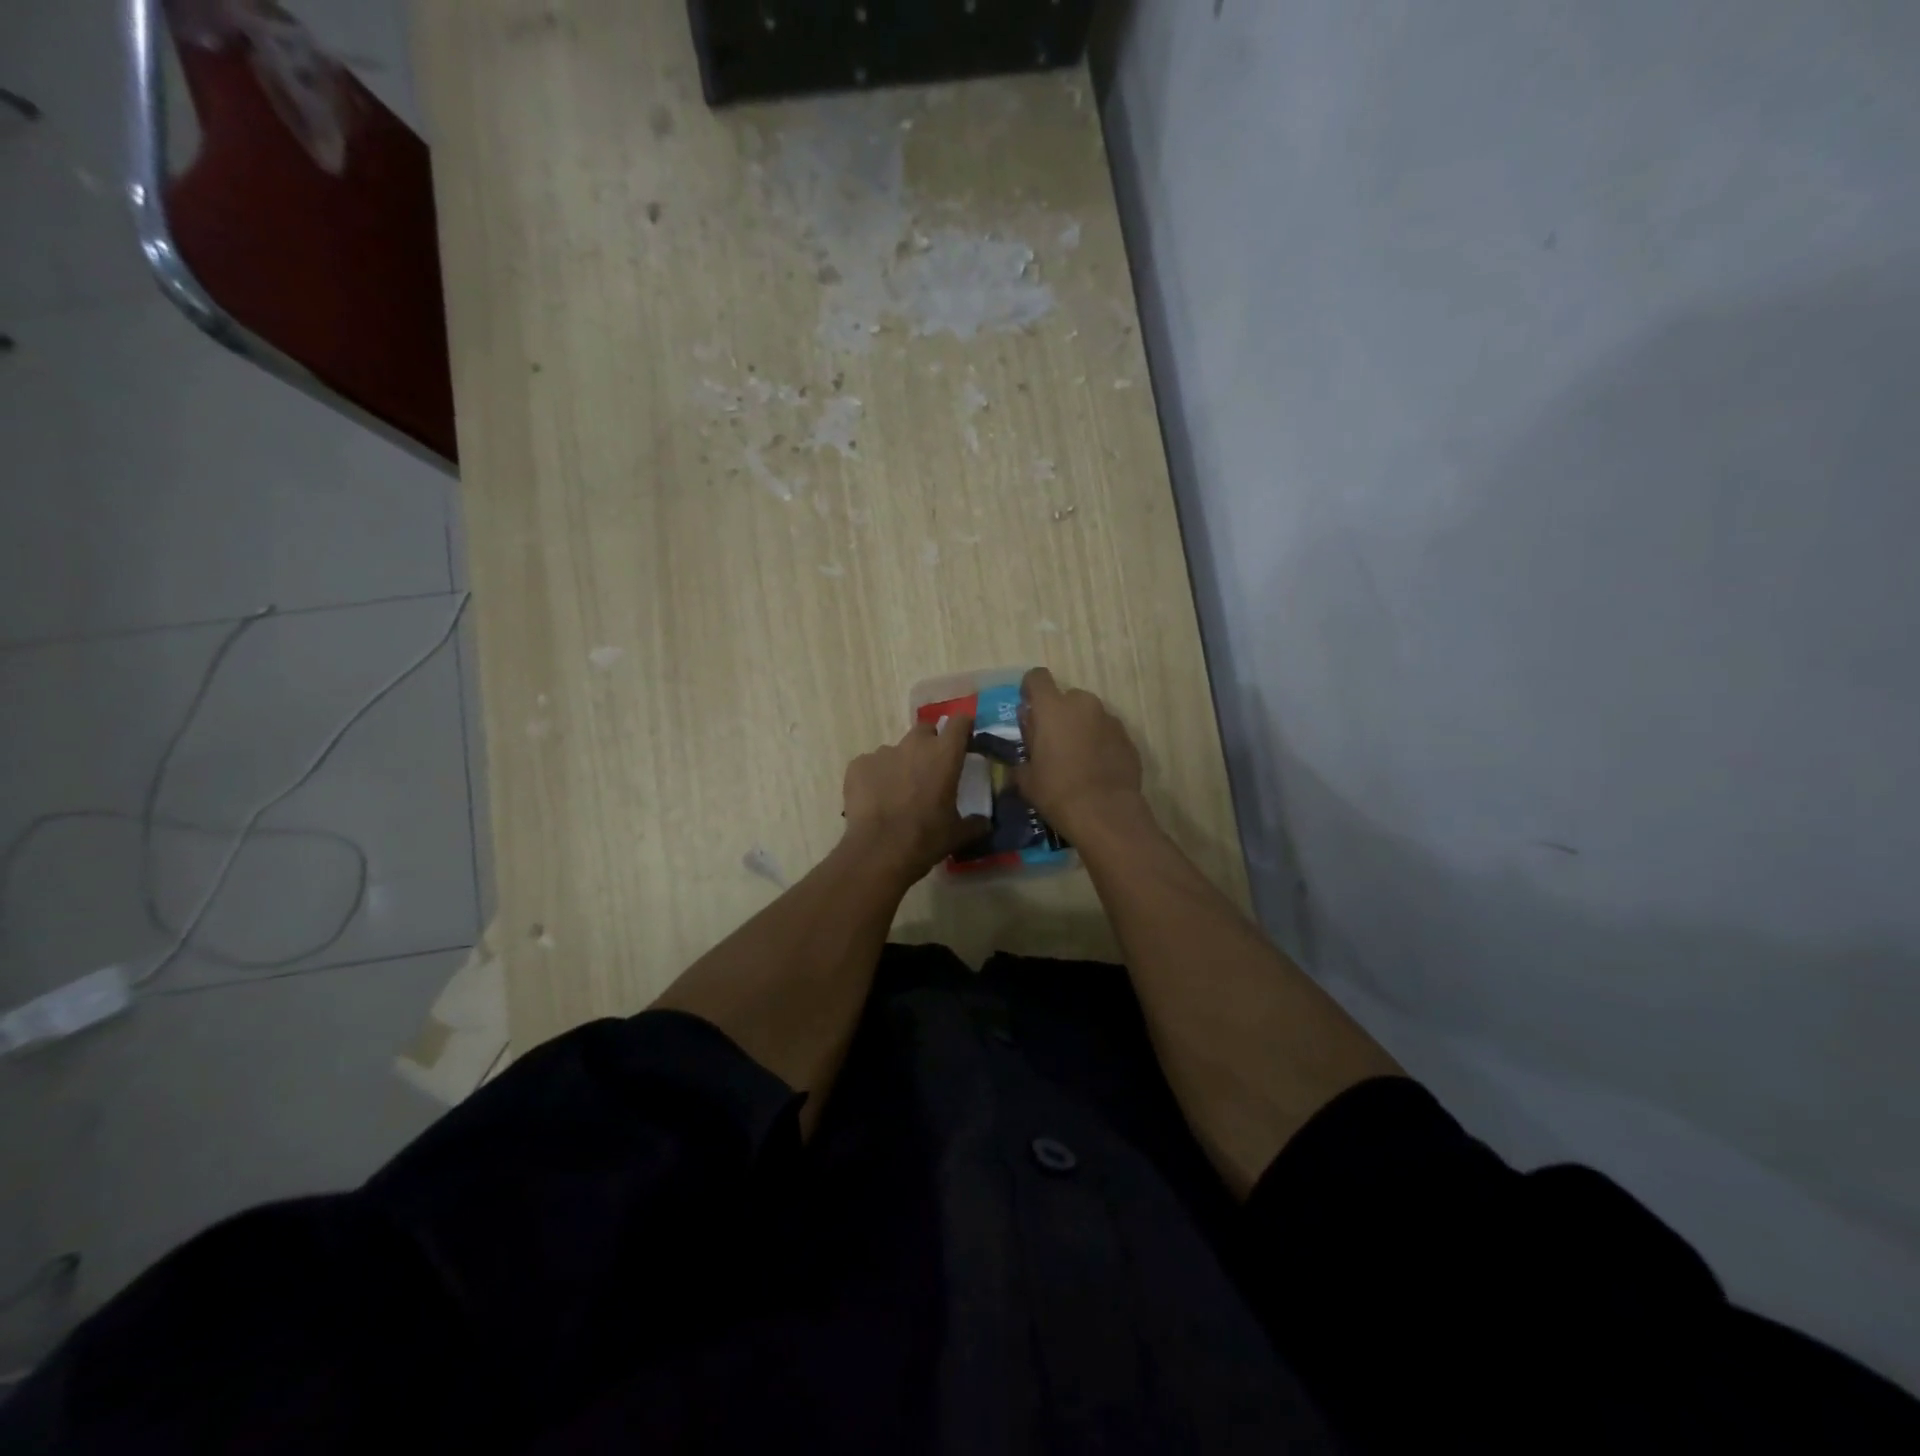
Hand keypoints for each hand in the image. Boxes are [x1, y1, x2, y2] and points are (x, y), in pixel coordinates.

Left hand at [842, 717, 989, 882]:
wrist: (878, 851)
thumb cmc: (925, 838)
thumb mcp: (957, 834)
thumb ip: (975, 823)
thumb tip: (985, 823)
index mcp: (945, 754)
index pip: (960, 722)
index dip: (963, 728)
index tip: (964, 739)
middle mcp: (914, 745)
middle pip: (925, 730)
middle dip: (929, 744)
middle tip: (930, 770)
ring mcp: (883, 752)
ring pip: (896, 750)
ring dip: (901, 764)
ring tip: (898, 792)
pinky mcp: (858, 764)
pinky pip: (871, 764)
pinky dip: (875, 776)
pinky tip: (875, 800)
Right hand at [1015, 668, 1145, 837]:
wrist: (1105, 813)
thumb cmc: (1057, 792)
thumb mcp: (1025, 777)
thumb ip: (1024, 750)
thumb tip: (1028, 741)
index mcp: (1052, 707)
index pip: (1037, 677)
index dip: (1030, 690)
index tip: (1029, 711)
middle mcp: (1083, 704)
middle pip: (1066, 697)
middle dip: (1059, 714)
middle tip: (1052, 742)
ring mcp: (1109, 719)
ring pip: (1089, 714)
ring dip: (1081, 727)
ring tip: (1077, 758)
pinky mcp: (1128, 737)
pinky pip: (1107, 731)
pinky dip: (1099, 742)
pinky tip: (1096, 768)